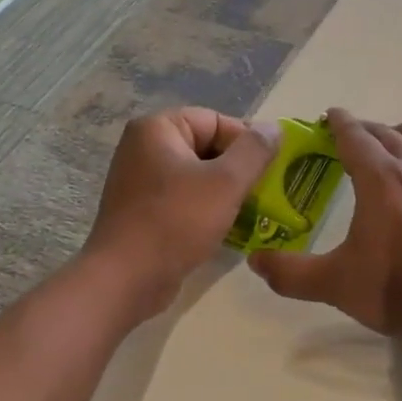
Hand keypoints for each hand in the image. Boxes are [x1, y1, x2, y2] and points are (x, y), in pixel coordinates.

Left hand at [82, 108, 278, 319]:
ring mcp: (141, 181)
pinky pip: (186, 200)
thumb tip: (274, 128)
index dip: (247, 143)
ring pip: (199, 177)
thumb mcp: (225, 182)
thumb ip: (254, 151)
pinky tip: (232, 229)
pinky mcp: (144, 212)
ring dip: (228, 192)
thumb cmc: (176, 221)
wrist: (126, 279)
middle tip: (268, 192)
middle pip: (208, 147)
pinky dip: (209, 210)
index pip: (216, 121)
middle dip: (240, 169)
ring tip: (256, 211)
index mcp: (158, 129)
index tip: (272, 169)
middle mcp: (144, 148)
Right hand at [249, 109, 401, 337]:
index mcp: (379, 178)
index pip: (355, 136)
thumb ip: (289, 272)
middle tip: (354, 137)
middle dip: (369, 129)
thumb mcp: (332, 283)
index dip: (340, 123)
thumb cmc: (394, 289)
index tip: (331, 116)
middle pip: (391, 134)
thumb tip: (255, 261)